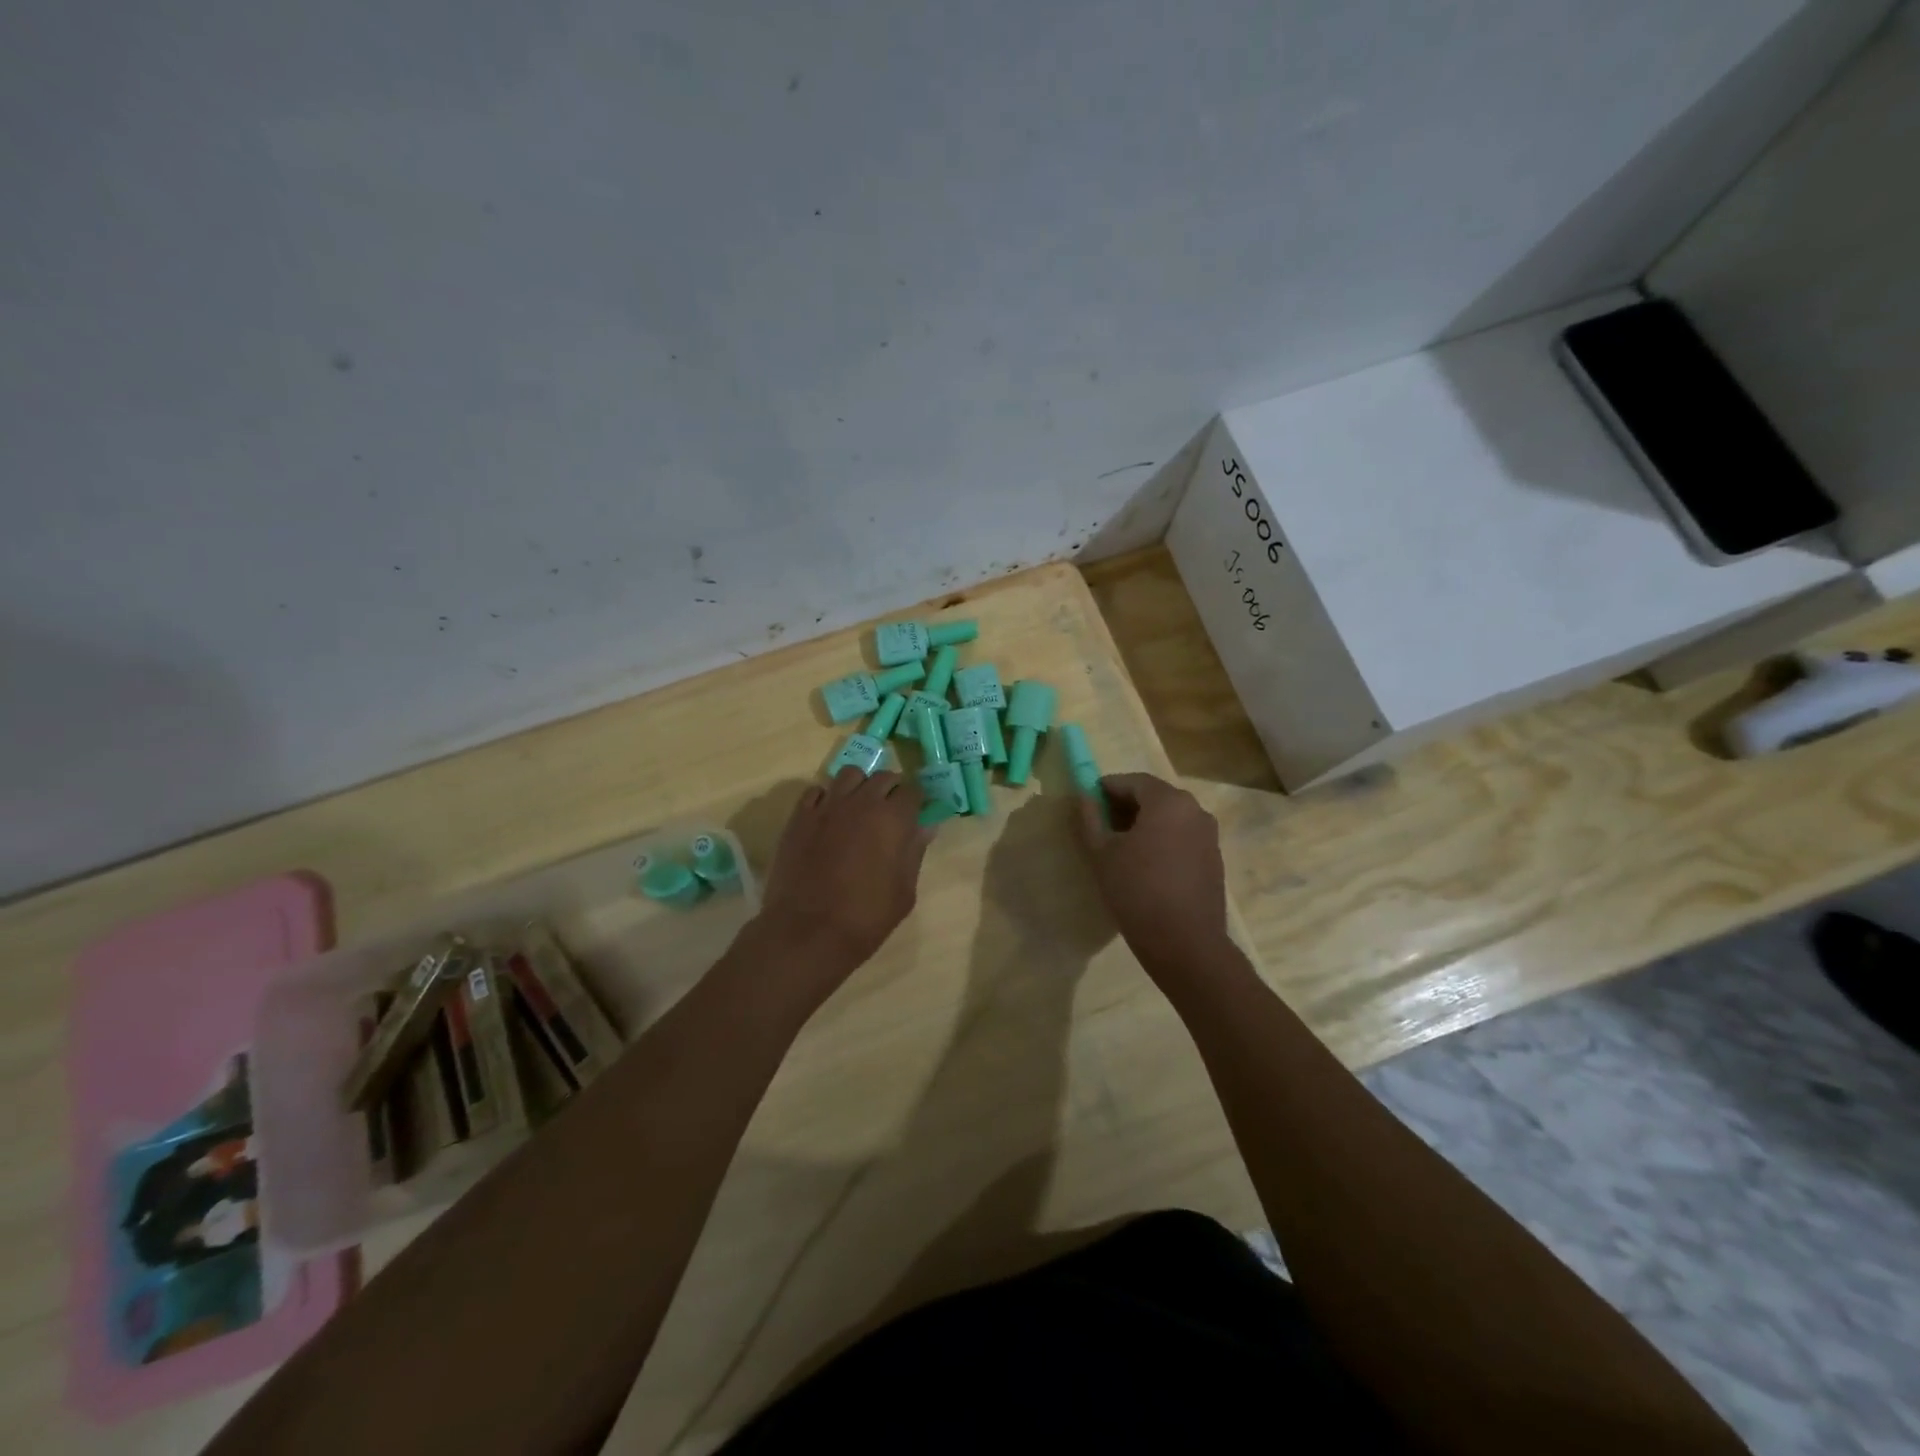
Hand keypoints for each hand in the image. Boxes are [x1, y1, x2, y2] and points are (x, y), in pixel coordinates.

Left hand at [754, 767, 933, 988]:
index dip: (917, 802)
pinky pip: (816, 791)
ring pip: (849, 775)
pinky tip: (828, 818)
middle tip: (891, 813)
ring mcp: (827, 806)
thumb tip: (924, 827)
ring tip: (859, 808)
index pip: (913, 791)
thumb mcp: (904, 891)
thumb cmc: (866, 917)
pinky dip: (827, 798)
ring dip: (860, 786)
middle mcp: (862, 802)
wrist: (808, 932)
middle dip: (892, 790)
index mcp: (893, 818)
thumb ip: (915, 852)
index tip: (916, 814)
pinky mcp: (799, 817)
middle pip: (883, 776)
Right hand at [1076, 772, 1228, 970]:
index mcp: (1168, 801)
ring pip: (1169, 818)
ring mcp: (1209, 835)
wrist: (1185, 944)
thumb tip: (1084, 796)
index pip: (1132, 781)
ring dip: (1144, 825)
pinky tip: (1145, 866)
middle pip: (1154, 797)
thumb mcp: (1102, 854)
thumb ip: (1090, 818)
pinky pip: (1182, 838)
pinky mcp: (1214, 859)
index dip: (1106, 788)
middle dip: (1125, 806)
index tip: (1086, 803)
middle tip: (1100, 826)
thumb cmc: (1137, 891)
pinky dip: (1162, 841)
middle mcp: (1195, 810)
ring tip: (1120, 848)